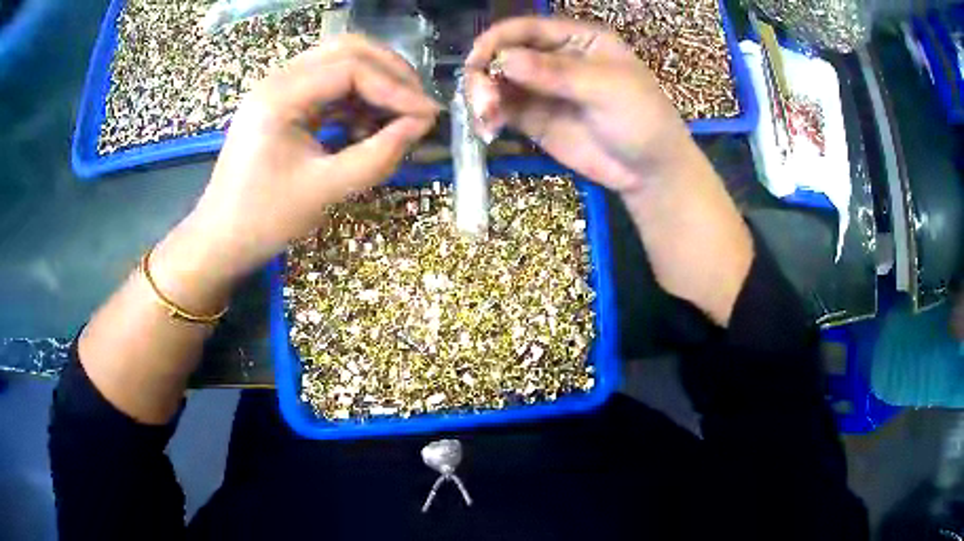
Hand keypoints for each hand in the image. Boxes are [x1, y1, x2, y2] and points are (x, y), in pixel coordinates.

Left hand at [159, 35, 439, 297]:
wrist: (221, 239)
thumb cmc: (264, 220)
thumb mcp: (325, 190)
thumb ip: (379, 155)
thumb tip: (422, 124)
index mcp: (279, 96)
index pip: (351, 68)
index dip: (396, 88)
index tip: (428, 115)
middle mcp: (279, 79)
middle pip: (348, 50)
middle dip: (390, 73)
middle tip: (418, 105)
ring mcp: (280, 89)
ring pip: (341, 62)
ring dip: (376, 83)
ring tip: (401, 115)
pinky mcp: (284, 103)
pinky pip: (330, 85)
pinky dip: (357, 98)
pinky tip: (370, 125)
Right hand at [465, 17, 689, 193]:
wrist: (650, 171)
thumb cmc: (642, 119)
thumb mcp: (607, 89)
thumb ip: (557, 73)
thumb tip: (505, 59)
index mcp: (577, 39)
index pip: (528, 29)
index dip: (498, 40)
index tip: (476, 60)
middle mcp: (554, 58)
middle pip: (506, 54)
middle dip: (486, 72)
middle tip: (482, 98)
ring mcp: (542, 89)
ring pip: (499, 82)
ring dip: (483, 95)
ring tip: (486, 115)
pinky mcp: (535, 118)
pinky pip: (503, 109)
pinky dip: (489, 116)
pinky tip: (487, 127)